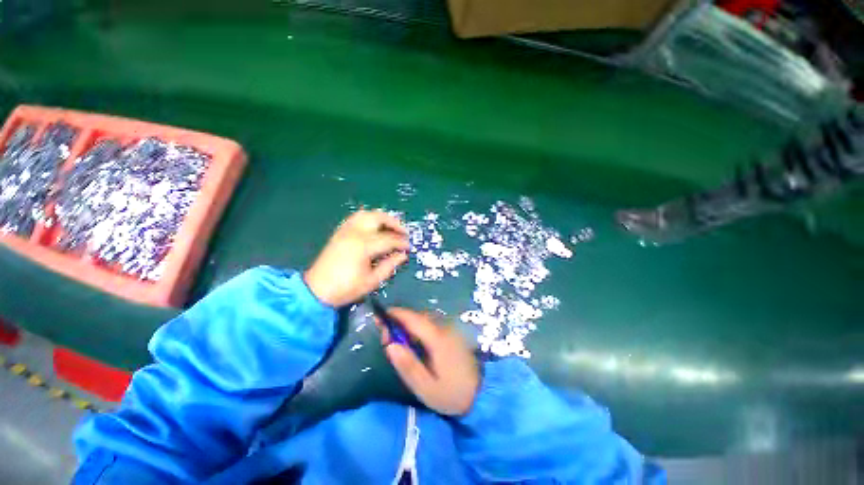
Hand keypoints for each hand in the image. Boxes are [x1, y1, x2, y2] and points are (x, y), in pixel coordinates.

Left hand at [305, 210, 408, 306]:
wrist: (317, 290)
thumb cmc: (346, 288)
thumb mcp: (372, 281)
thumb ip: (389, 265)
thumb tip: (402, 255)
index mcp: (364, 246)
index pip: (389, 239)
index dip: (402, 242)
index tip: (409, 247)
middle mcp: (355, 233)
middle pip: (378, 218)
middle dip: (394, 223)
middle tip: (403, 233)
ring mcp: (345, 230)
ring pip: (367, 214)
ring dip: (382, 218)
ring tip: (391, 227)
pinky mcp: (339, 232)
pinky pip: (356, 218)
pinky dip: (369, 219)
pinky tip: (375, 228)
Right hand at [380, 308, 479, 415]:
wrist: (482, 393)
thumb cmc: (452, 394)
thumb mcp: (426, 388)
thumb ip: (408, 367)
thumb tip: (390, 346)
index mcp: (437, 339)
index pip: (414, 319)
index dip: (395, 315)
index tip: (379, 317)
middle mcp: (444, 328)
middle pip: (417, 317)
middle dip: (399, 322)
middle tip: (386, 339)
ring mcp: (449, 329)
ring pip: (423, 320)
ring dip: (407, 325)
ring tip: (396, 341)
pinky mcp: (451, 334)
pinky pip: (430, 325)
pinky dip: (417, 328)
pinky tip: (412, 342)